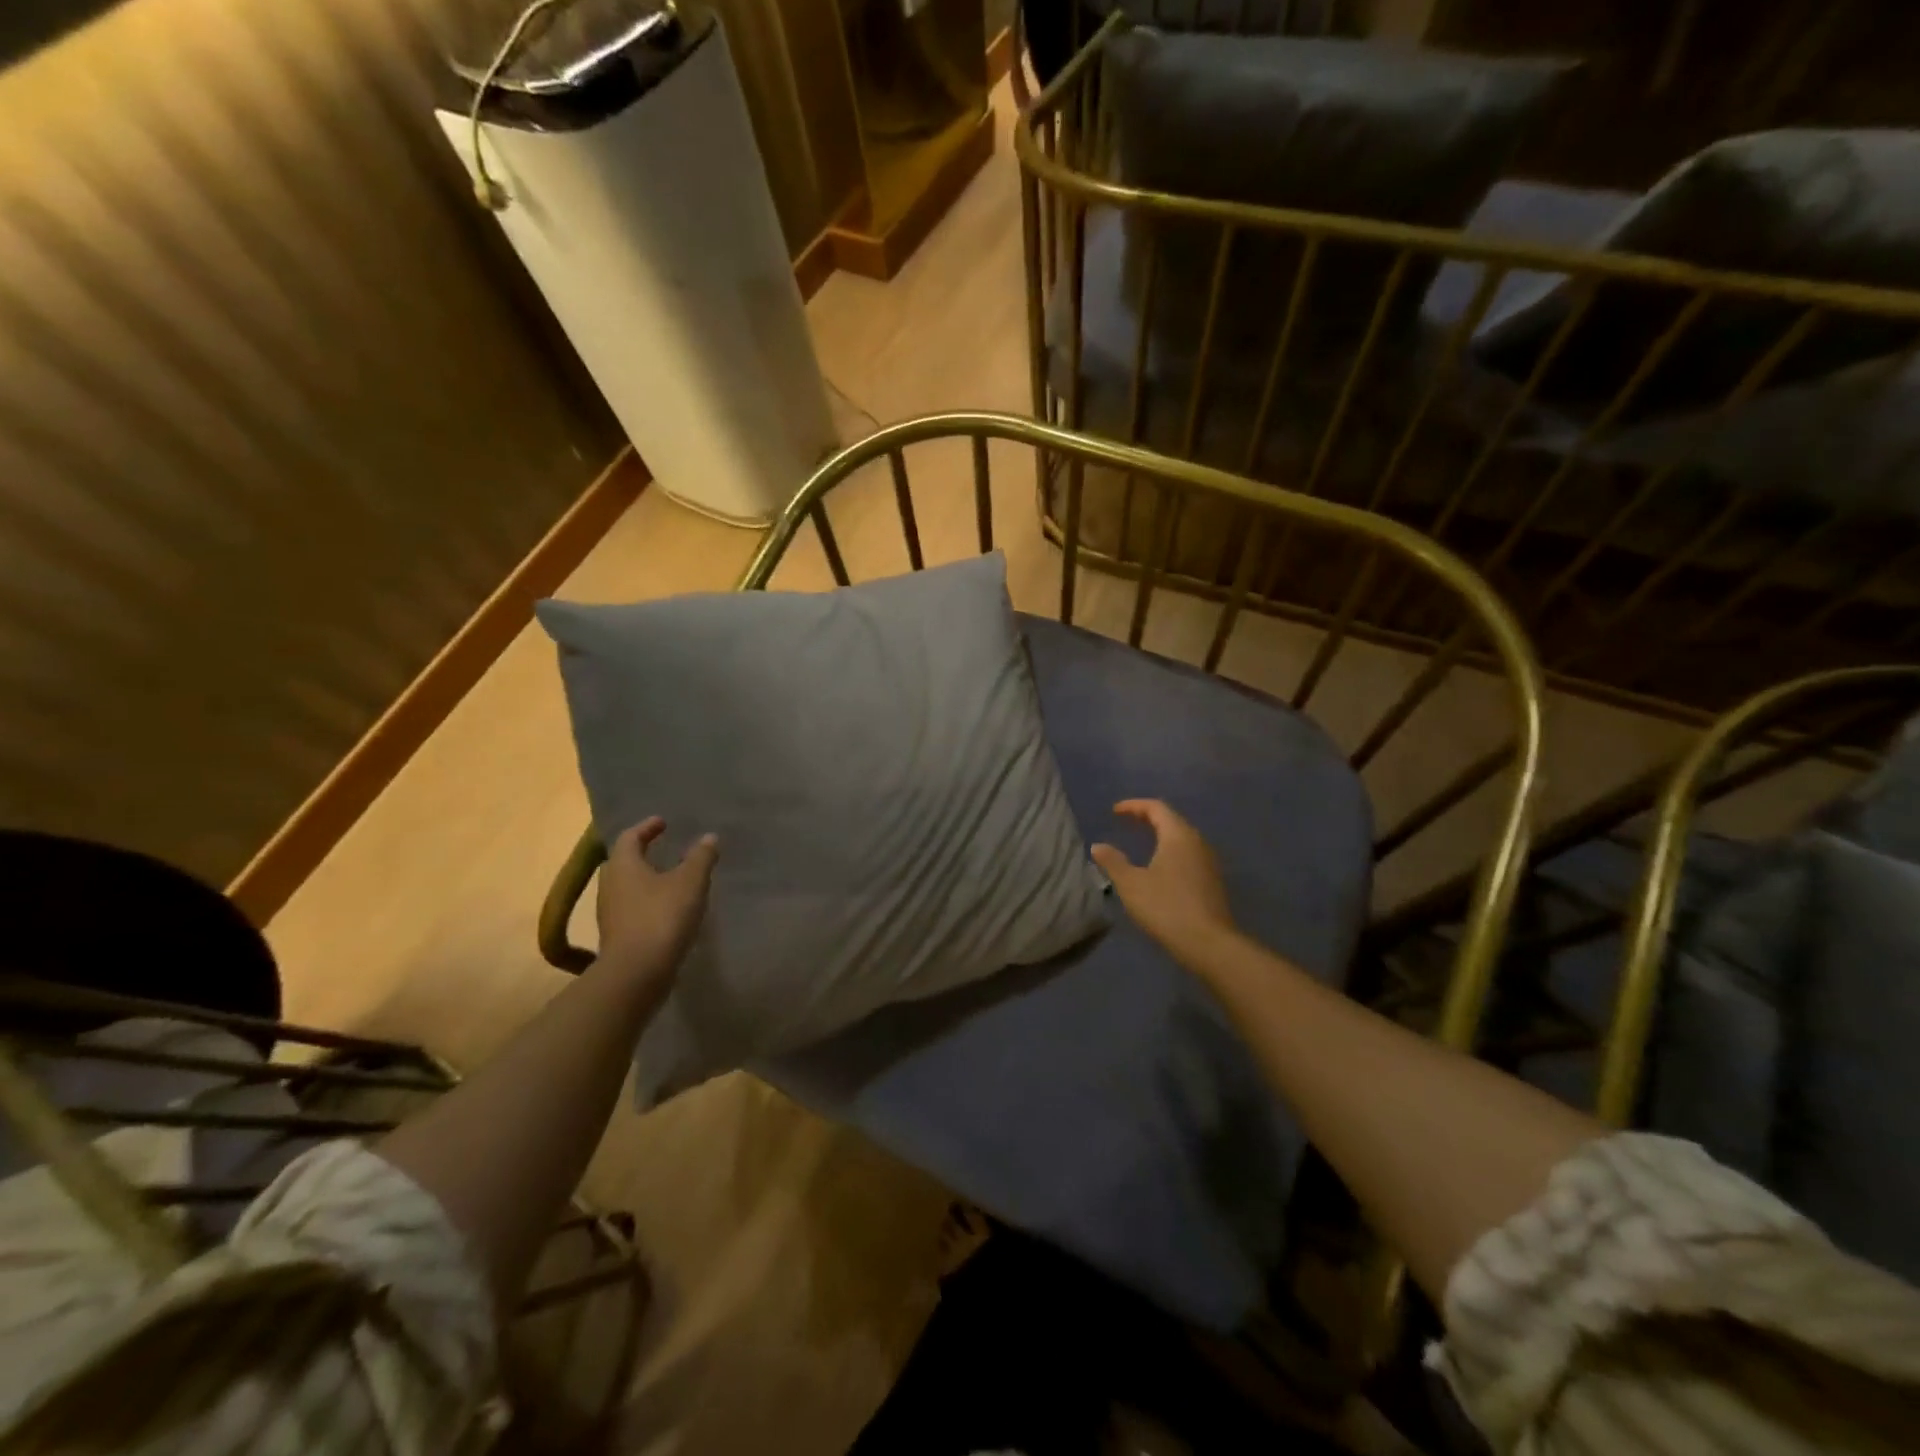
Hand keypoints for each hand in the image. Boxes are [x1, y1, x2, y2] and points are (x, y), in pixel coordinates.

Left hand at [595, 818, 718, 979]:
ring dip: (646, 879)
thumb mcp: (690, 882)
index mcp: (623, 865)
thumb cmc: (662, 917)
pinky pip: (632, 908)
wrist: (637, 973)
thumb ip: (700, 857)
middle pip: (624, 861)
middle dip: (643, 853)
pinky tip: (668, 909)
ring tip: (671, 878)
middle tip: (666, 848)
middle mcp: (610, 885)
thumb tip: (709, 837)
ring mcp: (610, 913)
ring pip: (627, 887)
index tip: (663, 823)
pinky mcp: (617, 936)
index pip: (630, 837)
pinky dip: (648, 901)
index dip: (647, 827)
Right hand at [1091, 800, 1235, 959]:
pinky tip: (1161, 868)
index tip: (1115, 811)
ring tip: (1142, 843)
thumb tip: (1098, 846)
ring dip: (1162, 835)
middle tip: (1127, 823)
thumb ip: (1113, 861)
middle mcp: (1197, 842)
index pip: (1156, 808)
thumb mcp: (1131, 884)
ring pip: (1183, 838)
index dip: (1134, 806)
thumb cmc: (1166, 907)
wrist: (1208, 943)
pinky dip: (1171, 851)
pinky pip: (1189, 855)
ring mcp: (1208, 862)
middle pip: (1172, 820)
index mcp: (1178, 836)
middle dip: (1148, 818)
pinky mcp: (1212, 881)